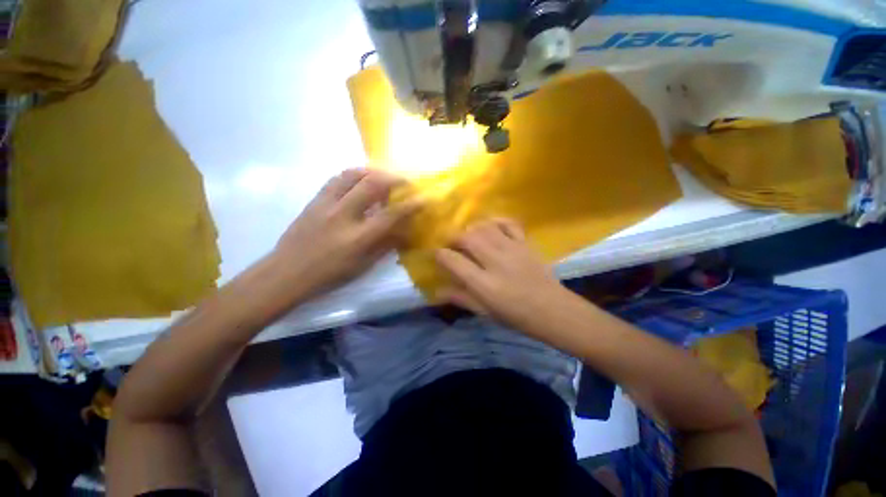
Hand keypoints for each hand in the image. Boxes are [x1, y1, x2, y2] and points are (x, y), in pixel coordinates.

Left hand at [272, 168, 418, 295]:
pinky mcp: (314, 200)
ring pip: (352, 175)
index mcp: (358, 238)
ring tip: (384, 177)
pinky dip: (354, 174)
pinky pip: (336, 178)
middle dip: (394, 179)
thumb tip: (405, 233)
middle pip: (372, 185)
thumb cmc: (329, 276)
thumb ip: (385, 246)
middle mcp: (343, 216)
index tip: (424, 198)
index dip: (410, 205)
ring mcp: (326, 204)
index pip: (390, 215)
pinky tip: (361, 180)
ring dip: (373, 172)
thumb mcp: (363, 266)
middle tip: (405, 181)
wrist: (286, 273)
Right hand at [435, 218, 577, 337]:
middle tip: (451, 244)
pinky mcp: (525, 243)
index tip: (437, 255)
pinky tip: (489, 226)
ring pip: (484, 227)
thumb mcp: (484, 312)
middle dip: (454, 237)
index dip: (440, 255)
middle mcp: (495, 262)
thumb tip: (437, 291)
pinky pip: (508, 223)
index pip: (453, 261)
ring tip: (468, 236)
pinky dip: (495, 221)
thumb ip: (460, 298)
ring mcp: (512, 249)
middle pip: (467, 238)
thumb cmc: (516, 315)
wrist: (553, 310)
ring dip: (471, 229)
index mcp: (484, 284)